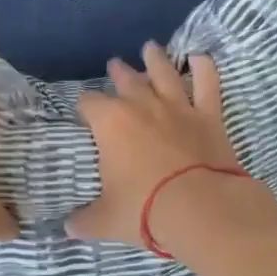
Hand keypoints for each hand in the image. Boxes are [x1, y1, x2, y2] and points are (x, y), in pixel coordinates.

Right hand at [68, 43, 276, 254]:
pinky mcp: (208, 116)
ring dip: (155, 59)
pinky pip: (207, 83)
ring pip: (164, 73)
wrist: (202, 209)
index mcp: (110, 123)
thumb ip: (85, 220)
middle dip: (118, 72)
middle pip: (125, 80)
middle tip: (114, 65)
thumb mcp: (105, 220)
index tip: (84, 112)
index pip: (89, 103)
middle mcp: (142, 105)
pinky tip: (200, 58)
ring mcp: (177, 107)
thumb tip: (68, 228)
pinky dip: (204, 68)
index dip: (84, 106)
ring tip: (150, 48)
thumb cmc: (145, 210)